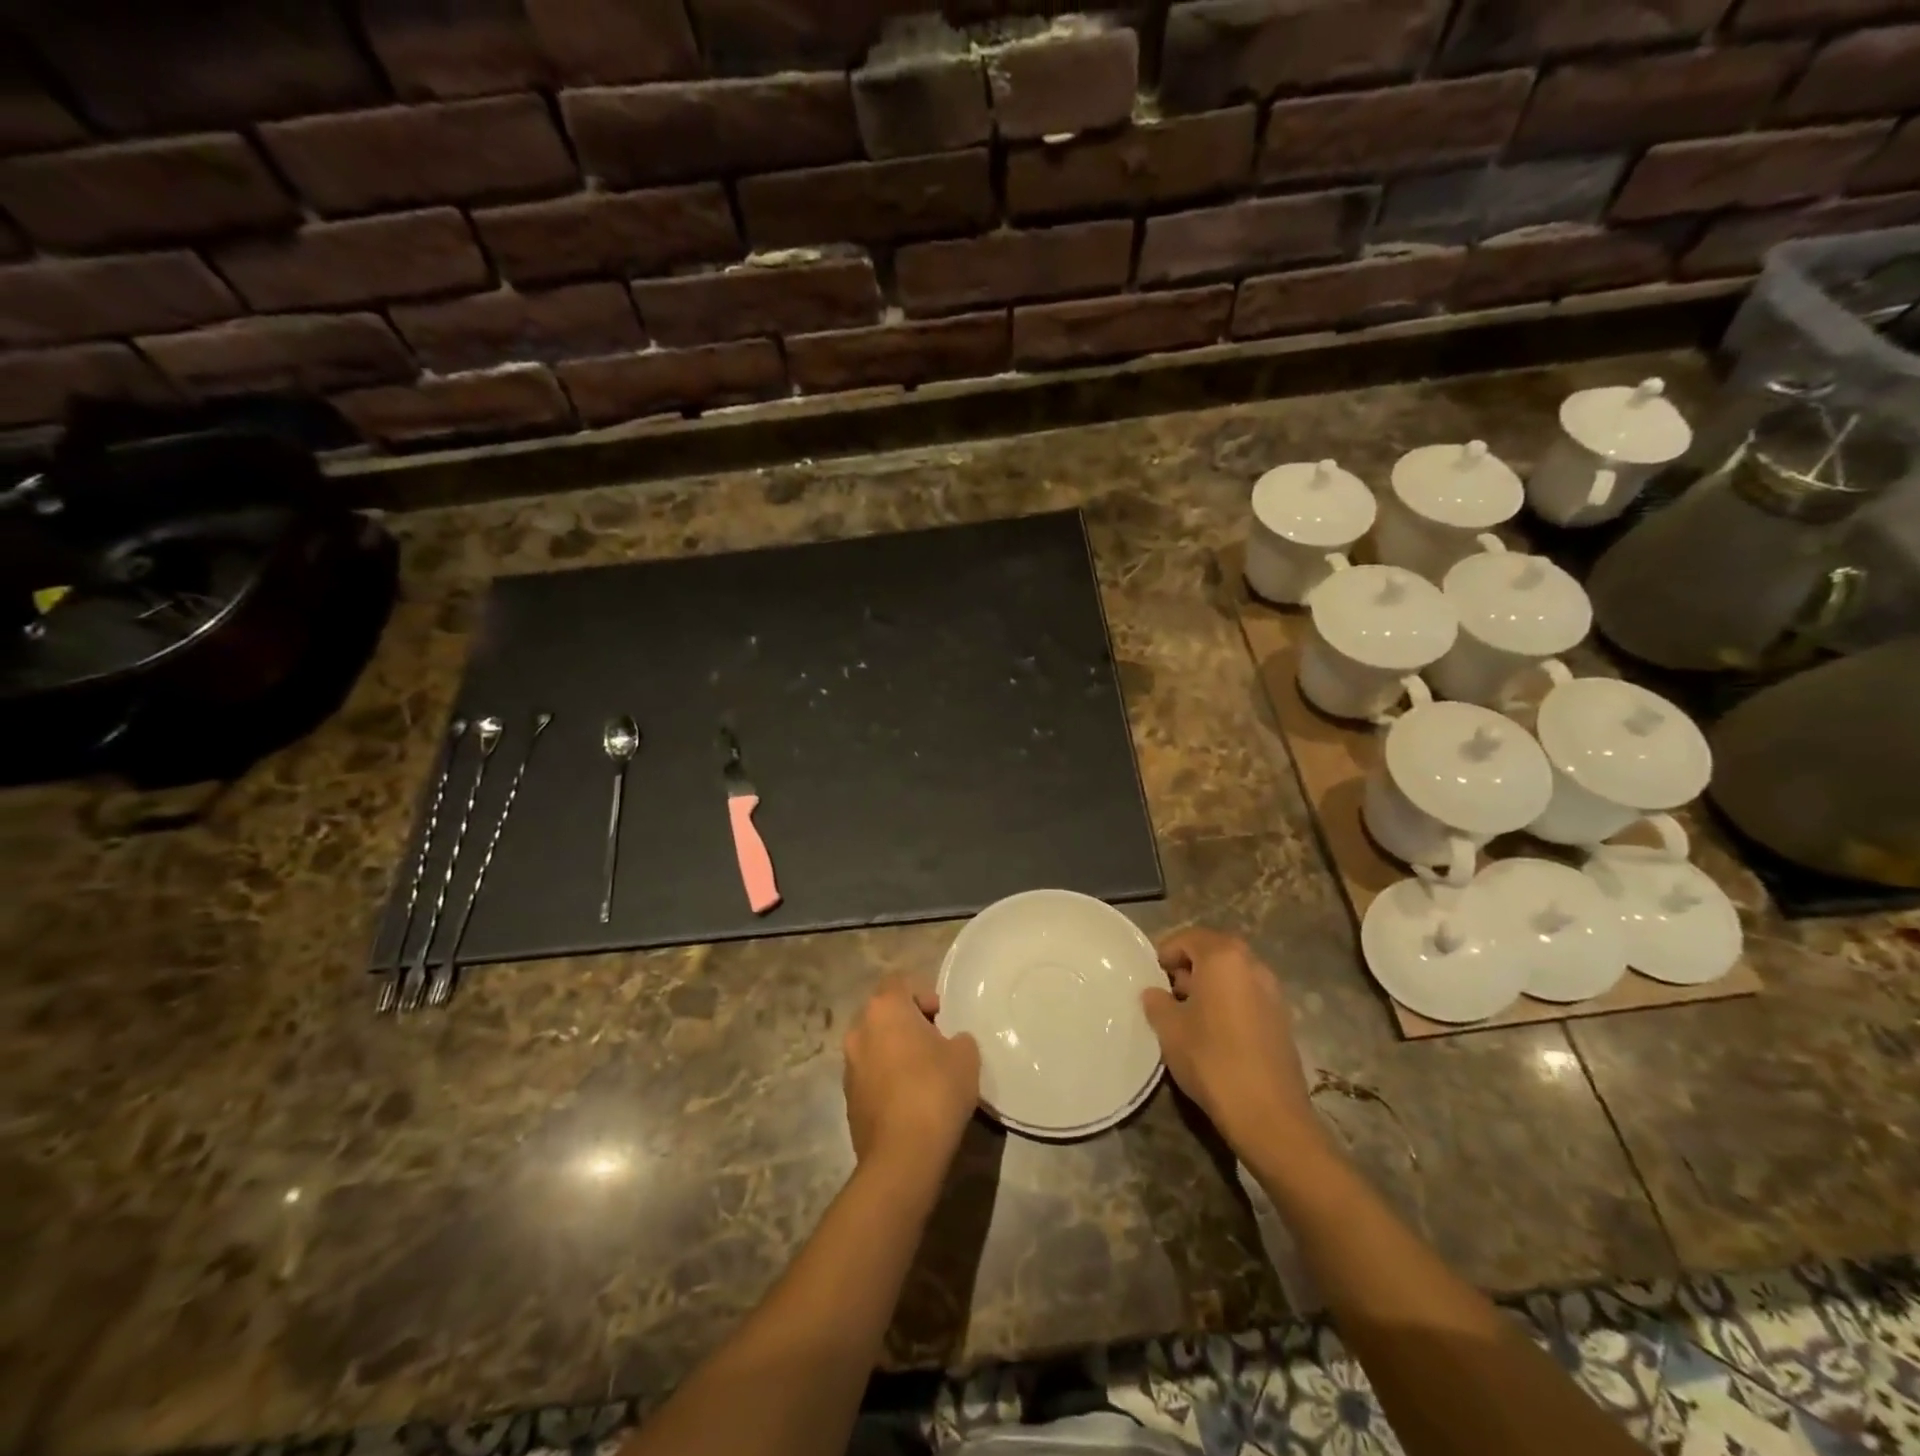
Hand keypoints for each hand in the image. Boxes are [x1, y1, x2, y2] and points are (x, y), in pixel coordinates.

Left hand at [843, 975, 980, 1191]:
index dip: (923, 994)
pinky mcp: (847, 1097)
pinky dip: (886, 1077)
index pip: (900, 982)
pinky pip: (870, 1074)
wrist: (902, 1155)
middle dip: (907, 1022)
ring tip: (923, 1074)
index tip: (942, 1018)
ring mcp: (849, 1064)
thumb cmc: (935, 1090)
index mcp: (885, 1008)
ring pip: (875, 1044)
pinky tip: (909, 1100)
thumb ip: (958, 1038)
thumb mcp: (966, 1055)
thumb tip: (949, 1042)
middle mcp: (859, 1029)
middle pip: (884, 1012)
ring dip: (895, 1050)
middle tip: (935, 1043)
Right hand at [1142, 927, 1326, 1164]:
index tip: (1152, 975)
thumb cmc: (1211, 1060)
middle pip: (1214, 952)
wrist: (1269, 1114)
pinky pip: (1248, 995)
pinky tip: (1215, 1032)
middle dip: (1189, 967)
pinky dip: (1229, 1002)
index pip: (1189, 937)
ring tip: (1189, 1014)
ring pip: (1233, 974)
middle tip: (1168, 992)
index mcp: (1224, 958)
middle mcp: (1253, 966)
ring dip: (1210, 984)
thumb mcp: (1169, 1029)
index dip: (1167, 952)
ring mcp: (1273, 992)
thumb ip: (1157, 1002)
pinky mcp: (1283, 1019)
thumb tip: (1154, 993)